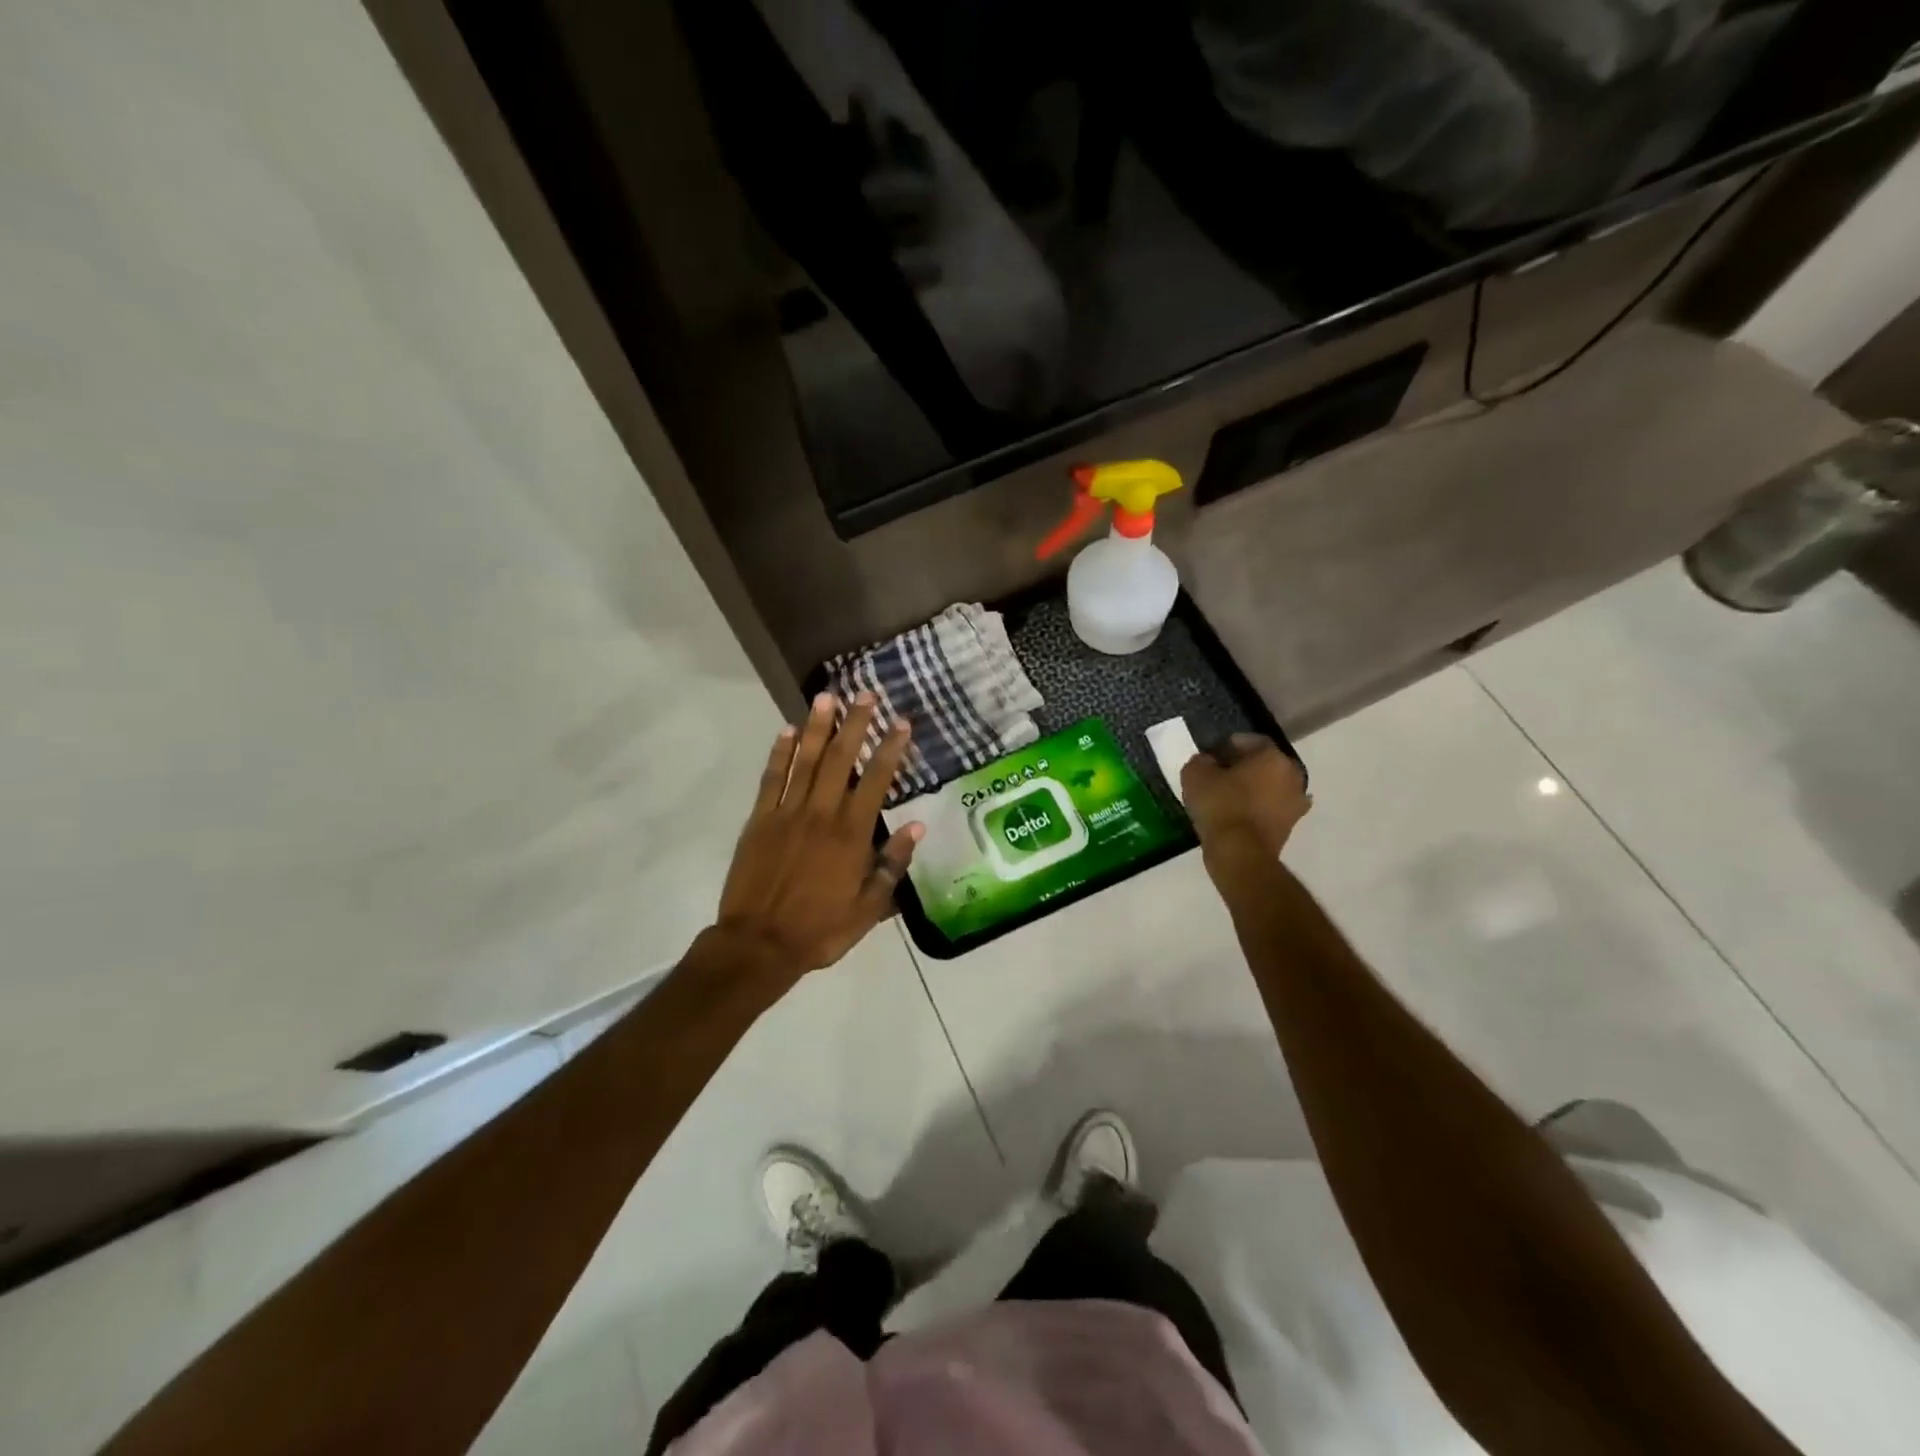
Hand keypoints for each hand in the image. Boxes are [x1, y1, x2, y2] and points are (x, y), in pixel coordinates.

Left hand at [712, 693, 921, 976]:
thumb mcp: (868, 909)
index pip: (875, 781)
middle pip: (840, 760)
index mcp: (851, 835)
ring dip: (817, 727)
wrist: (758, 944)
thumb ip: (892, 866)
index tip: (901, 723)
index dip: (889, 749)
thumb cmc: (819, 930)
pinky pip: (772, 779)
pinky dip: (780, 753)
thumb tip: (917, 827)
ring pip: (805, 761)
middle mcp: (821, 814)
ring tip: (827, 697)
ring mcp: (787, 814)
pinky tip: (787, 730)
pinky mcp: (759, 820)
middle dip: (855, 724)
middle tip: (865, 694)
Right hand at [1181, 733, 1311, 861]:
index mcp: (1273, 756)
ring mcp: (1296, 802)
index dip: (1226, 746)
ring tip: (1226, 798)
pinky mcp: (1291, 826)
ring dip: (1252, 789)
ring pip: (1269, 786)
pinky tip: (1236, 816)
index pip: (1249, 740)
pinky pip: (1270, 808)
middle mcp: (1293, 774)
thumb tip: (1207, 762)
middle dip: (1243, 767)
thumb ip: (1201, 761)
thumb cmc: (1220, 806)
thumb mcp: (1195, 775)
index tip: (1210, 757)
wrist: (1239, 853)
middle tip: (1218, 776)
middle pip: (1263, 763)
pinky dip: (1257, 809)